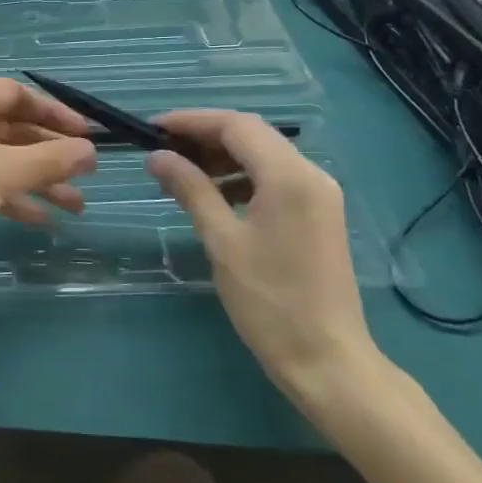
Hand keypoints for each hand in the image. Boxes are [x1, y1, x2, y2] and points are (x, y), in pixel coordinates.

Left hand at [0, 78, 96, 289]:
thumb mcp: (3, 171)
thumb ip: (50, 159)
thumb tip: (91, 150)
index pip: (18, 93)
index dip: (55, 113)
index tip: (87, 135)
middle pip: (14, 127)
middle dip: (51, 152)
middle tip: (89, 173)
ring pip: (4, 159)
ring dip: (39, 180)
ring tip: (77, 206)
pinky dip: (15, 197)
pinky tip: (44, 220)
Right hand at [145, 112, 380, 402]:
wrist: (328, 361)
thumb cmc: (269, 301)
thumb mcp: (222, 241)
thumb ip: (191, 189)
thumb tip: (158, 157)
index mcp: (289, 176)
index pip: (236, 126)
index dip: (192, 121)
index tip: (154, 128)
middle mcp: (311, 174)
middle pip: (252, 135)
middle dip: (205, 136)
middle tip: (164, 150)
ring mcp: (319, 194)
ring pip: (264, 155)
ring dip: (223, 156)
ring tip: (182, 173)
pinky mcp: (319, 213)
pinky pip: (276, 177)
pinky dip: (243, 176)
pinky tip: (215, 194)